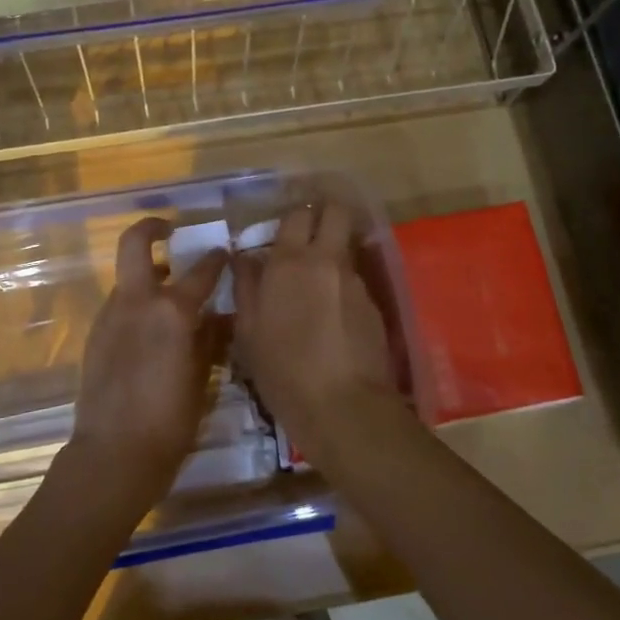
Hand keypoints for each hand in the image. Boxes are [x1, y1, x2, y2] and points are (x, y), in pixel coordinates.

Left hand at [70, 217, 227, 514]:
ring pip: (127, 277)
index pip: (201, 269)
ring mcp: (110, 315)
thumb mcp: (203, 377)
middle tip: (171, 230)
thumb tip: (222, 316)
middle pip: (135, 242)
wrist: (114, 453)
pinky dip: (137, 304)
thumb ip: (212, 338)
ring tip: (171, 294)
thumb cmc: (170, 419)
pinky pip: (120, 305)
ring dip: (147, 274)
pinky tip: (152, 331)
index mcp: (171, 309)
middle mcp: (137, 301)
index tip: (224, 253)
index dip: (217, 258)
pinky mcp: (96, 334)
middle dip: (152, 226)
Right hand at [232, 200, 409, 469]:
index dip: (292, 215)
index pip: (297, 214)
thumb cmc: (283, 370)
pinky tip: (332, 316)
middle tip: (308, 232)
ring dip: (332, 253)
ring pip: (346, 247)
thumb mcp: (248, 331)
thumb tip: (245, 257)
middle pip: (336, 212)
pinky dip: (342, 286)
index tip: (283, 226)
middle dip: (325, 213)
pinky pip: (354, 280)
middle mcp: (327, 260)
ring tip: (316, 284)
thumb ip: (246, 287)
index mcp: (289, 262)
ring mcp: (355, 281)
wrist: (343, 407)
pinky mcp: (374, 305)